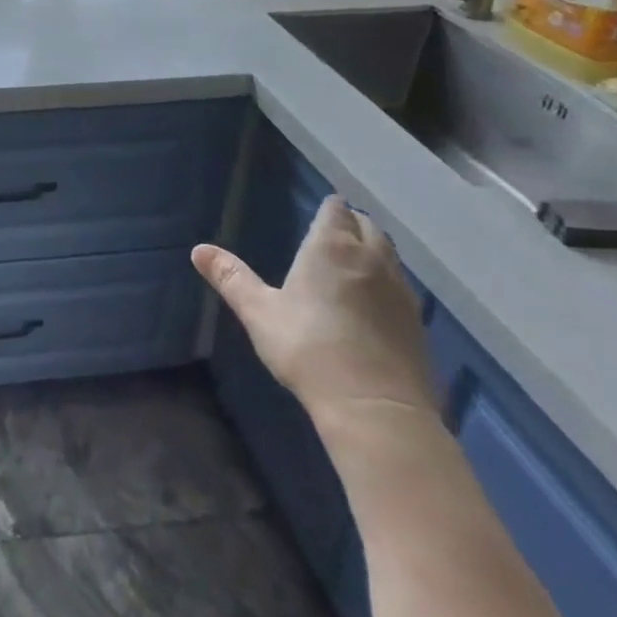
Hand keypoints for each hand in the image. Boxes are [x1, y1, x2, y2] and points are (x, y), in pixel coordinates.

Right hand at [193, 194, 434, 429]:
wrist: (376, 408)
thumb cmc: (308, 350)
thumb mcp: (259, 313)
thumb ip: (231, 278)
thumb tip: (198, 249)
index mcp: (331, 247)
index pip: (336, 210)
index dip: (329, 208)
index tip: (320, 211)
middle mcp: (371, 259)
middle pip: (368, 226)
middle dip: (352, 224)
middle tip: (332, 235)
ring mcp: (400, 291)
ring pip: (389, 255)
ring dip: (372, 251)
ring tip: (351, 265)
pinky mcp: (418, 322)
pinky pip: (401, 286)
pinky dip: (386, 283)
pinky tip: (372, 304)